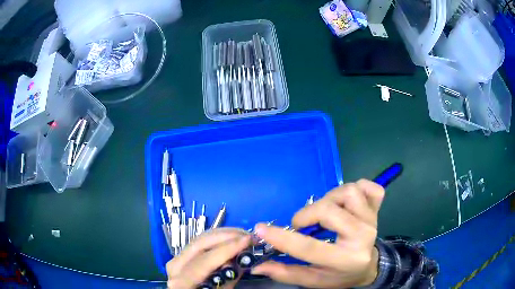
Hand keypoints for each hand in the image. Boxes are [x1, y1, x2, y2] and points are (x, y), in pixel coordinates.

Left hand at [166, 228, 251, 288]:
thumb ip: (228, 280)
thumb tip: (242, 261)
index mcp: (180, 280)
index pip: (205, 260)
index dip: (227, 248)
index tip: (248, 240)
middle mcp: (174, 266)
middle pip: (200, 243)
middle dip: (226, 236)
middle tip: (248, 235)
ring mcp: (175, 259)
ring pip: (199, 239)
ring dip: (222, 235)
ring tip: (242, 235)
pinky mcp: (180, 256)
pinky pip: (199, 243)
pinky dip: (215, 239)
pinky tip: (229, 239)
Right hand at [251, 179, 384, 287]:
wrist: (368, 267)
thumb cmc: (339, 276)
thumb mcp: (313, 280)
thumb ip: (286, 273)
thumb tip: (257, 266)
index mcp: (345, 259)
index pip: (309, 247)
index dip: (282, 238)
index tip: (261, 229)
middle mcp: (362, 237)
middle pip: (329, 211)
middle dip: (306, 214)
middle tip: (301, 225)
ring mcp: (372, 219)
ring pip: (348, 192)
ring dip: (330, 198)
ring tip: (324, 212)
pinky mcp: (377, 208)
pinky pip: (368, 187)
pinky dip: (357, 187)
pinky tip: (347, 202)